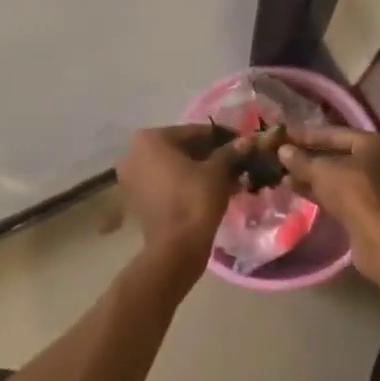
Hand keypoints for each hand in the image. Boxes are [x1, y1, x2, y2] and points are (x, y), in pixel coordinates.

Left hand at [116, 125, 245, 293]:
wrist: (176, 248)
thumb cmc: (195, 199)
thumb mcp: (218, 171)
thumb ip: (230, 152)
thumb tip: (247, 141)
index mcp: (150, 138)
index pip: (194, 132)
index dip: (221, 138)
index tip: (241, 144)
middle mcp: (134, 153)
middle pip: (182, 148)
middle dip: (209, 155)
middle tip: (236, 162)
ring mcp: (132, 178)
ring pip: (174, 167)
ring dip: (200, 170)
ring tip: (228, 178)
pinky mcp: (137, 199)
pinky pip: (166, 183)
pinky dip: (186, 184)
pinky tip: (211, 190)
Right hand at [278, 128, 379, 279]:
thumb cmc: (359, 198)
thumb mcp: (325, 173)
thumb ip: (302, 160)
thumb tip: (283, 150)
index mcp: (375, 143)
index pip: (333, 133)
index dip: (305, 134)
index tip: (280, 135)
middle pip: (337, 154)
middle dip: (307, 158)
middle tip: (278, 158)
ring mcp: (378, 188)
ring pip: (338, 177)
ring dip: (312, 177)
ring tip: (283, 178)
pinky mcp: (372, 212)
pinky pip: (342, 196)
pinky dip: (322, 193)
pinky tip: (299, 194)